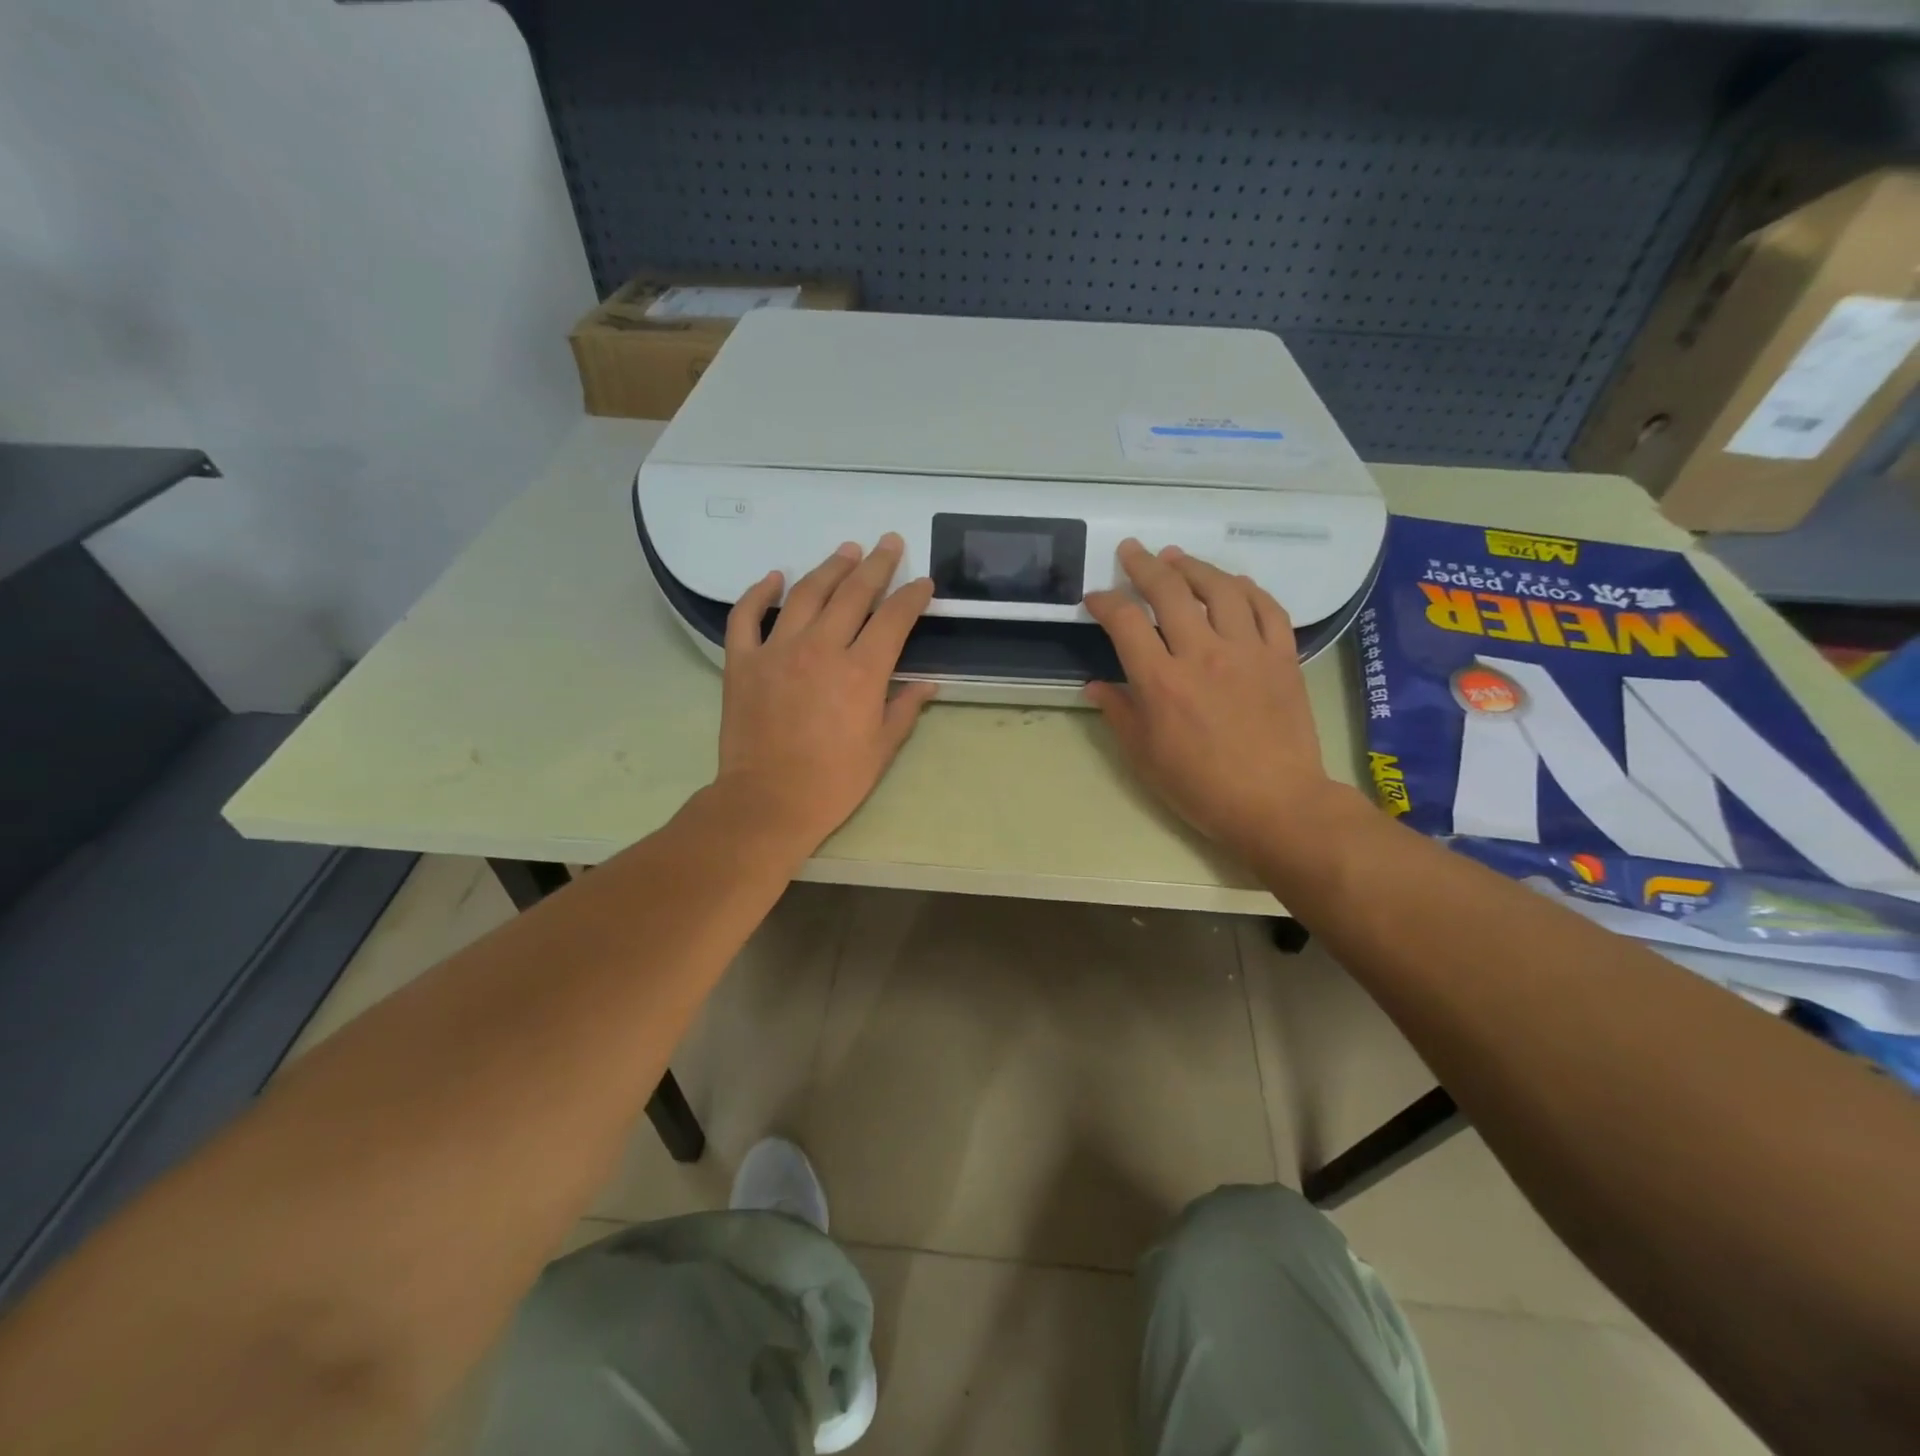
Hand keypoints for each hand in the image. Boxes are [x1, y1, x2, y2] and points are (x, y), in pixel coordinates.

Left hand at [715, 534, 937, 852]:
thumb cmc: (833, 782)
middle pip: (853, 593)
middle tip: (888, 543)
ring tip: (846, 550)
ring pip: (805, 594)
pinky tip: (773, 576)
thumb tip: (927, 683)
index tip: (923, 583)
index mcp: (862, 671)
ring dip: (829, 567)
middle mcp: (821, 648)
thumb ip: (905, 708)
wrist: (768, 802)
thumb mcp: (882, 749)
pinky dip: (758, 593)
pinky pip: (746, 616)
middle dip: (876, 565)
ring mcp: (777, 651)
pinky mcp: (743, 662)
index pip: (894, 618)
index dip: (912, 597)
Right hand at [1083, 540, 1340, 861]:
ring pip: (1220, 589)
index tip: (1096, 598)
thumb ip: (1119, 713)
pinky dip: (1248, 589)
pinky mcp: (1283, 657)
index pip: (1125, 622)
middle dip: (1144, 566)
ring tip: (1177, 558)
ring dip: (1194, 567)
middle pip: (1169, 591)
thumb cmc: (1200, 787)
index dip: (1105, 602)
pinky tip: (1233, 583)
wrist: (1275, 803)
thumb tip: (1096, 686)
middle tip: (1131, 551)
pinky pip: (1267, 608)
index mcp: (1161, 681)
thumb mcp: (1144, 757)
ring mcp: (1248, 651)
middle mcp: (1202, 654)